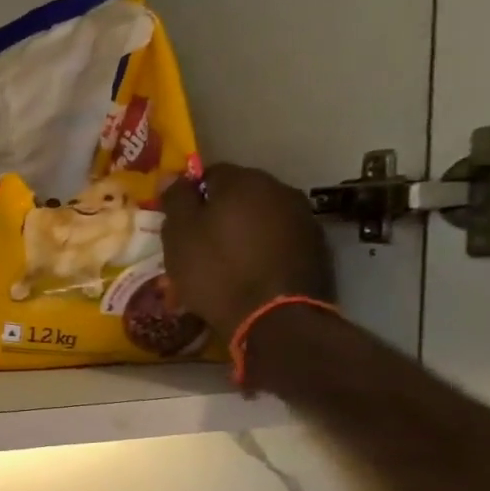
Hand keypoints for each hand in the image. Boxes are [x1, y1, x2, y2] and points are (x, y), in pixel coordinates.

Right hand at [162, 165, 334, 339]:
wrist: (274, 317)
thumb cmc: (216, 271)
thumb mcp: (179, 236)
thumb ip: (175, 200)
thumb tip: (172, 175)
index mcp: (243, 182)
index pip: (210, 173)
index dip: (191, 196)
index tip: (179, 221)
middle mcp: (279, 190)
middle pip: (239, 193)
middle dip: (219, 212)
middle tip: (198, 242)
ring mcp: (302, 218)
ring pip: (261, 216)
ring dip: (242, 230)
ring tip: (225, 260)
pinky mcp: (316, 247)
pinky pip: (278, 238)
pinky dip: (262, 248)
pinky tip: (250, 271)